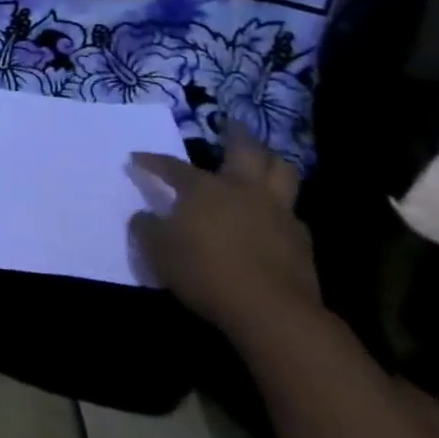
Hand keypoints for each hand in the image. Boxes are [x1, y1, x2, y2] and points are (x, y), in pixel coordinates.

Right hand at [128, 122, 320, 339]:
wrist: (272, 313)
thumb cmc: (205, 271)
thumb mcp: (158, 250)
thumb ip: (147, 228)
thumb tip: (144, 216)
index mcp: (204, 188)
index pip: (172, 166)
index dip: (152, 161)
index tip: (136, 158)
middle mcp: (242, 190)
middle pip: (246, 151)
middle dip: (237, 135)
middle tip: (231, 124)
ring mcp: (277, 214)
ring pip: (283, 174)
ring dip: (271, 163)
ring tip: (262, 162)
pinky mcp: (302, 242)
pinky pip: (292, 213)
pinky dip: (281, 209)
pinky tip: (272, 217)